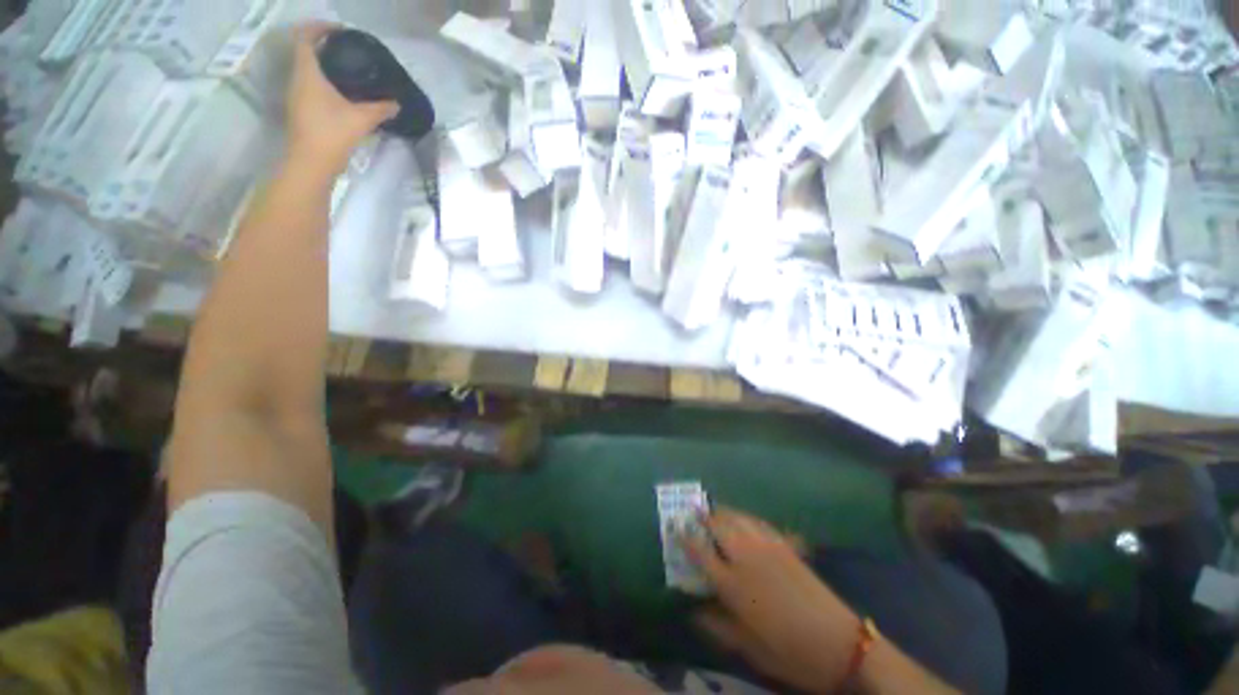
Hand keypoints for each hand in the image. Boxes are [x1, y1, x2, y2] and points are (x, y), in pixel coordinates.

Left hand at [285, 23, 398, 175]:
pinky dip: (323, 81)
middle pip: (305, 52)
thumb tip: (397, 103)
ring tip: (348, 70)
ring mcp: (297, 95)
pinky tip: (342, 92)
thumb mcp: (362, 118)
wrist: (311, 163)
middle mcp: (297, 79)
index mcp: (307, 73)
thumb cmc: (332, 133)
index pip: (305, 38)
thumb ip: (381, 108)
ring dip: (323, 65)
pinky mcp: (301, 110)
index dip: (320, 28)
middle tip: (348, 50)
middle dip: (323, 46)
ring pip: (307, 70)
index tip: (340, 31)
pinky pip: (310, 85)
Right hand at [682, 508, 859, 692]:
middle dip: (702, 517)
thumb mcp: (747, 647)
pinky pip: (758, 521)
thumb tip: (691, 610)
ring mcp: (767, 546)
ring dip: (722, 512)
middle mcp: (745, 557)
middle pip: (717, 525)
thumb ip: (716, 626)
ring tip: (714, 512)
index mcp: (732, 583)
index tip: (674, 525)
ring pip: (737, 517)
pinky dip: (745, 516)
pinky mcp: (785, 545)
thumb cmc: (789, 652)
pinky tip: (743, 519)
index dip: (685, 535)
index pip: (699, 550)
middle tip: (693, 513)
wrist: (840, 644)